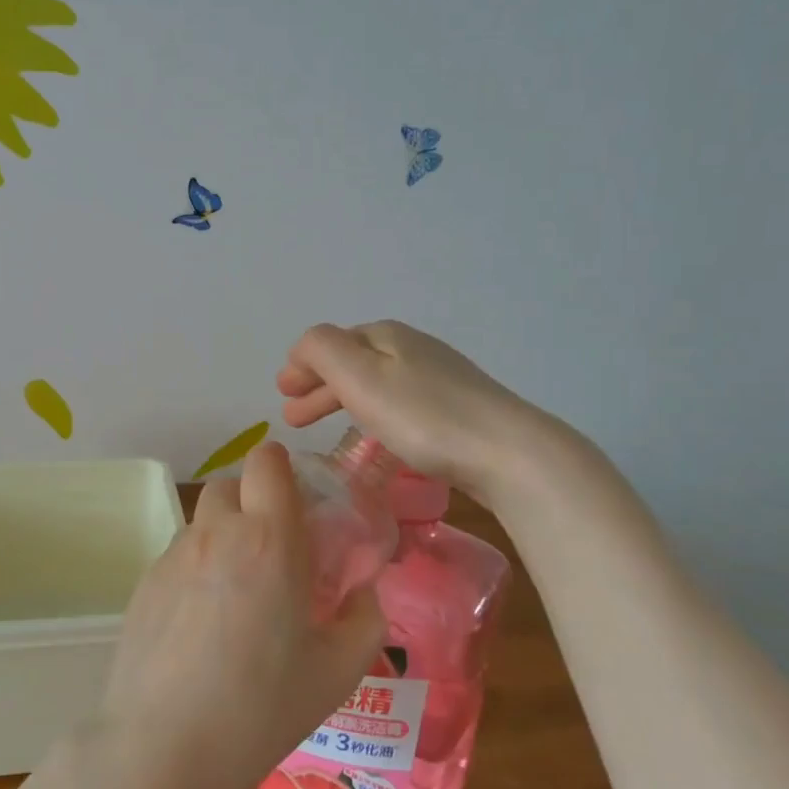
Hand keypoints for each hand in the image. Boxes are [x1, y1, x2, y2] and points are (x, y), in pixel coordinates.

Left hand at [88, 442, 385, 788]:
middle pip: (231, 483)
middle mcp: (217, 533)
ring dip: (225, 536)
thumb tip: (363, 592)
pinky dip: (197, 569)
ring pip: (204, 521)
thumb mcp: (337, 672)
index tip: (299, 504)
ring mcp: (174, 556)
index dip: (283, 469)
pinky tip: (202, 624)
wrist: (161, 748)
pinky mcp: (144, 583)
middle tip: (274, 551)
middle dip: (254, 502)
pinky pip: (179, 555)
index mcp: (270, 539)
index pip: (267, 461)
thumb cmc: (261, 708)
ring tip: (238, 594)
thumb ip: (364, 619)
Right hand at [276, 320, 579, 500]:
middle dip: (319, 385)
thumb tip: (303, 348)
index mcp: (385, 335)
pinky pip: (398, 402)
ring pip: (375, 382)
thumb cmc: (423, 416)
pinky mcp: (458, 407)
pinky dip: (372, 412)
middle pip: (353, 361)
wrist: (507, 452)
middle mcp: (412, 347)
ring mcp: (439, 376)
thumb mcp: (361, 377)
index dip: (302, 366)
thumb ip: (322, 351)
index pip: (330, 342)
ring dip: (342, 400)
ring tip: (326, 427)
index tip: (281, 393)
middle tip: (293, 416)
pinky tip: (375, 433)